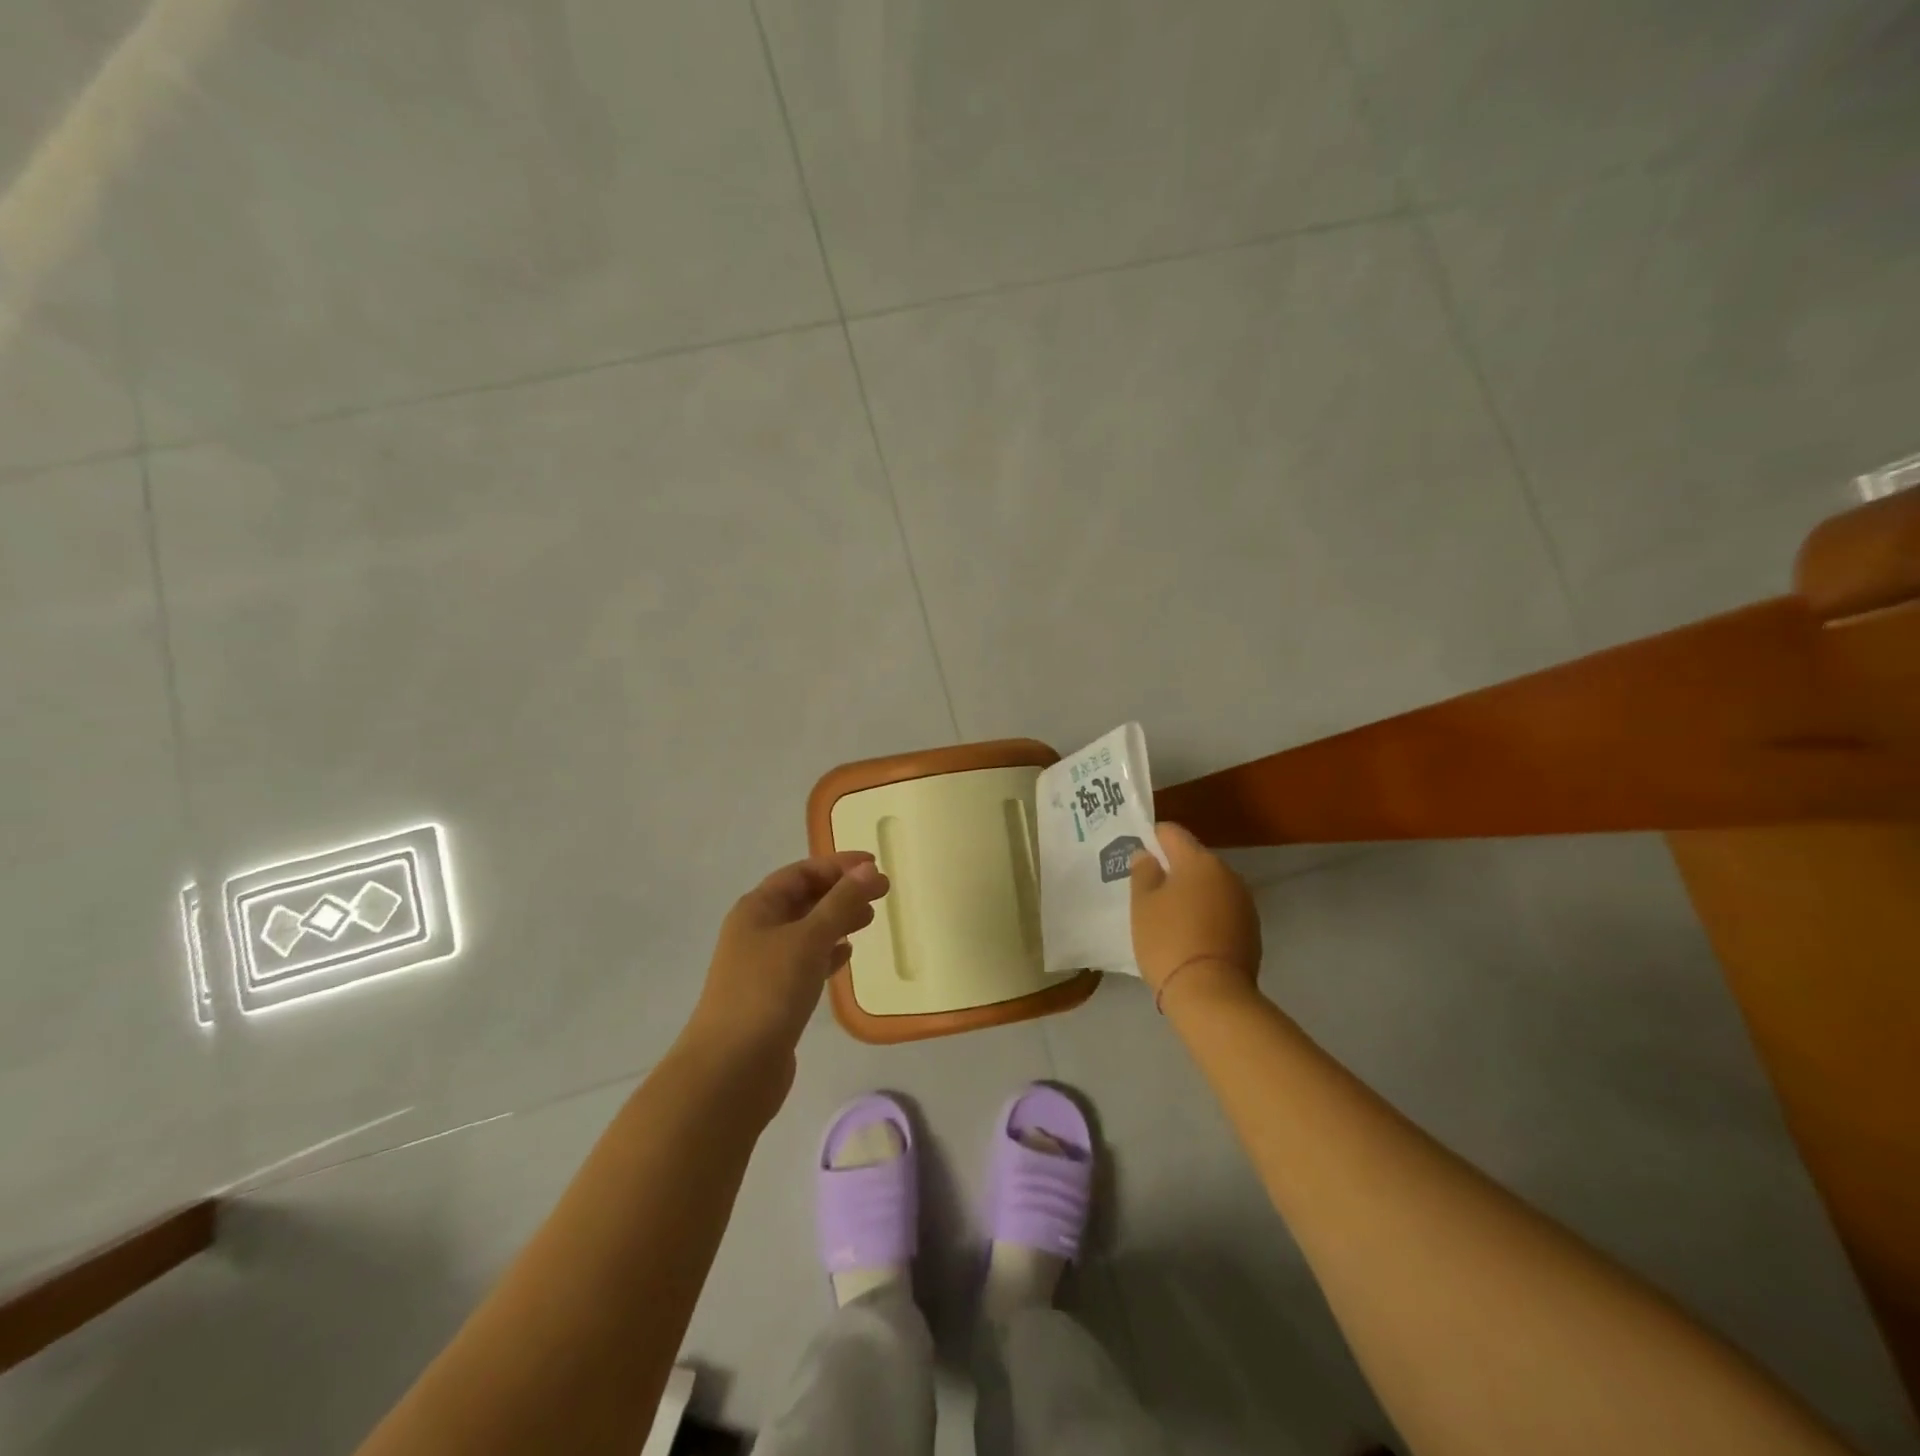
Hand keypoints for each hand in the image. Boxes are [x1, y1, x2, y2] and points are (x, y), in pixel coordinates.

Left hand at [685, 851, 888, 1082]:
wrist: (731, 1070)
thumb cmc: (767, 992)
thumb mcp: (808, 939)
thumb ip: (841, 903)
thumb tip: (869, 869)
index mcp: (757, 908)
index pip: (801, 872)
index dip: (837, 865)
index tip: (875, 865)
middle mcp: (757, 931)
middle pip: (803, 899)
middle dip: (841, 892)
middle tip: (881, 893)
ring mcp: (763, 966)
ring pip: (806, 931)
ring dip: (837, 920)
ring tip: (870, 919)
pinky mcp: (773, 997)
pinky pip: (805, 962)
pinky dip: (827, 953)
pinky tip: (847, 955)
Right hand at [1129, 823, 1261, 1006]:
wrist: (1212, 994)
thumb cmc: (1168, 940)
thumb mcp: (1142, 904)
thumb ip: (1143, 872)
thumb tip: (1148, 855)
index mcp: (1198, 860)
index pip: (1172, 832)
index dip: (1152, 838)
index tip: (1138, 856)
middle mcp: (1227, 873)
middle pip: (1194, 859)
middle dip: (1173, 869)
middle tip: (1148, 890)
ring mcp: (1244, 902)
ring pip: (1210, 886)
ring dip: (1191, 893)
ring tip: (1168, 916)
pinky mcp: (1252, 930)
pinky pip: (1222, 910)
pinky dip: (1206, 915)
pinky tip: (1190, 935)